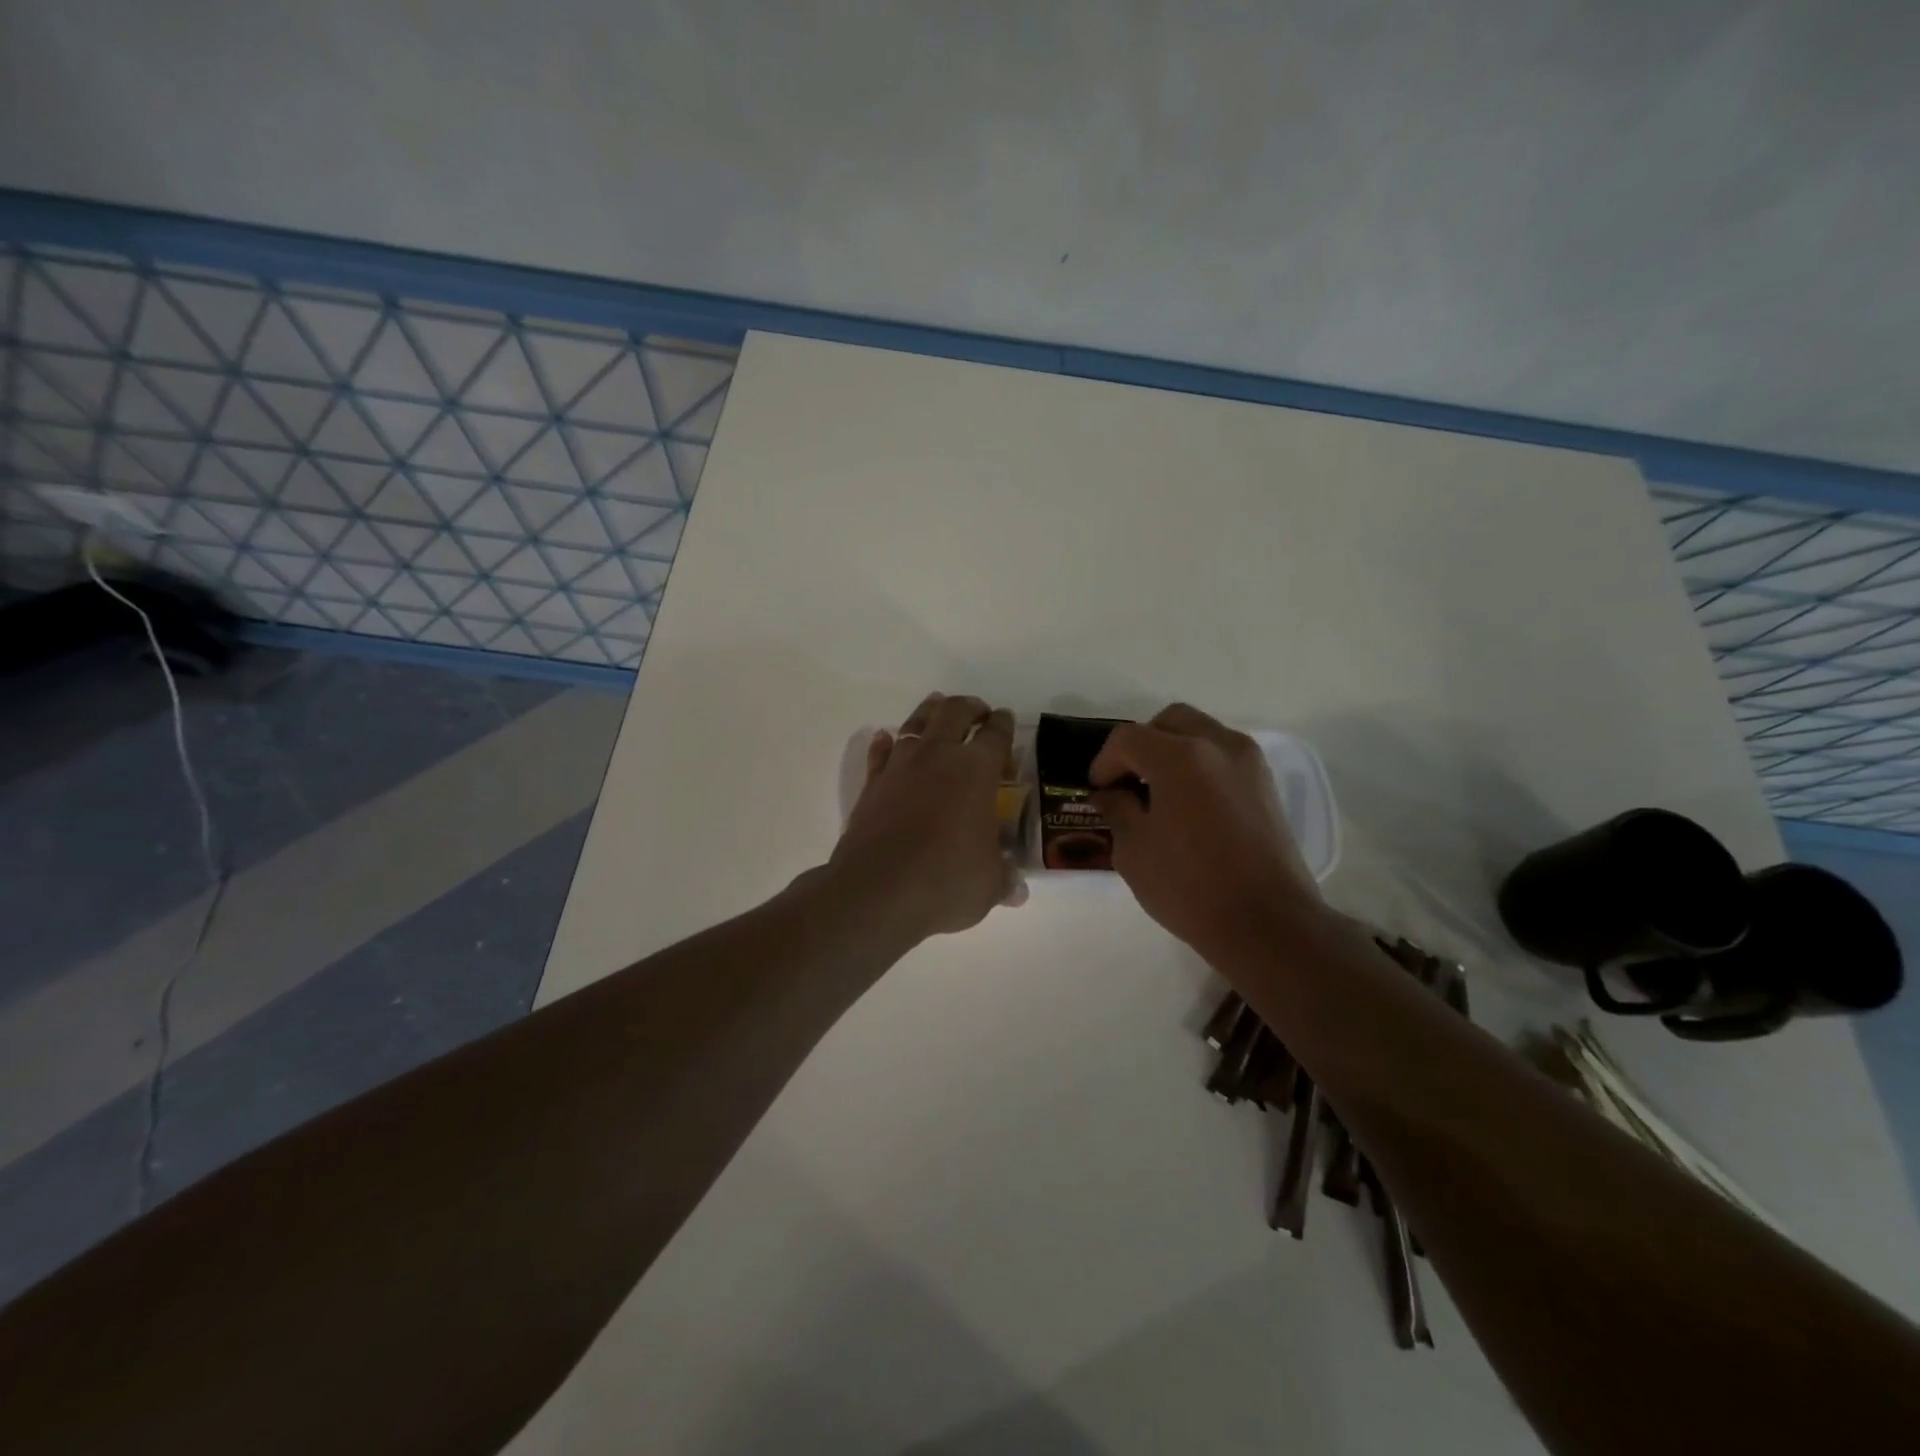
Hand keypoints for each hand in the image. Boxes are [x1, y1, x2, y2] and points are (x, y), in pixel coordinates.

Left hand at [827, 692, 1022, 942]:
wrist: (876, 891)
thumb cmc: (945, 881)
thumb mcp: (988, 884)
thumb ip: (1004, 878)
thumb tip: (1018, 890)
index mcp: (977, 771)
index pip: (996, 735)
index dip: (1004, 724)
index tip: (1005, 720)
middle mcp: (938, 756)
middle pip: (955, 712)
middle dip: (970, 707)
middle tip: (979, 713)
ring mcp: (900, 766)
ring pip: (916, 722)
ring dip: (930, 711)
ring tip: (938, 708)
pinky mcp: (872, 783)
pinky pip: (880, 752)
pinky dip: (886, 742)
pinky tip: (886, 738)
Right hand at [1089, 704, 1324, 958]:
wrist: (1266, 923)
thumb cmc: (1189, 887)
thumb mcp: (1134, 850)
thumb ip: (1117, 810)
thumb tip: (1110, 793)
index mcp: (1179, 757)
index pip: (1128, 738)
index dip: (1104, 761)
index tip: (1098, 791)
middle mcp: (1218, 745)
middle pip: (1169, 721)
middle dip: (1141, 745)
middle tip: (1127, 781)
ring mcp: (1249, 762)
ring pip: (1201, 733)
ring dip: (1173, 751)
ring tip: (1158, 793)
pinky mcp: (1266, 784)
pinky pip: (1223, 756)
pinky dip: (1200, 765)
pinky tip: (1189, 804)